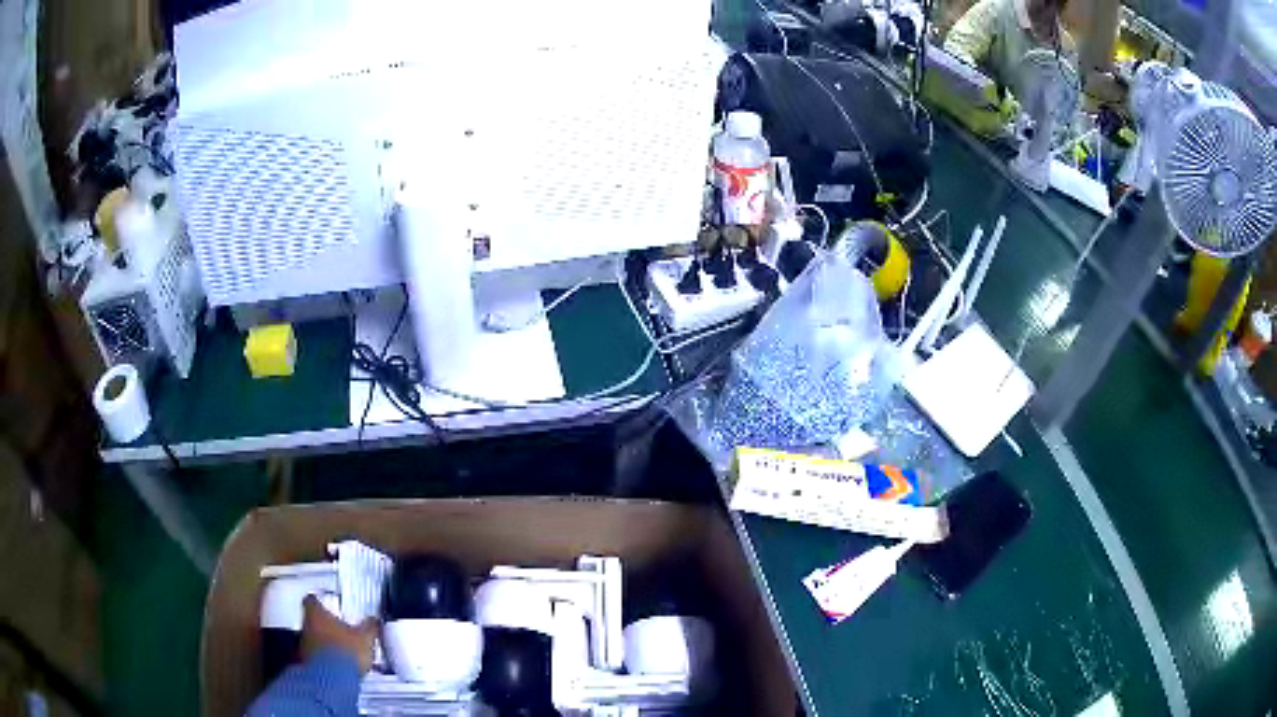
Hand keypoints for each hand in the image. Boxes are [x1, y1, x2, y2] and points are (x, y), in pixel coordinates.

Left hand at [300, 595, 378, 673]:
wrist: (333, 679)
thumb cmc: (345, 652)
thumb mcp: (365, 638)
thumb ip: (369, 627)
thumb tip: (374, 621)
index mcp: (317, 614)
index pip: (312, 600)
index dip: (319, 601)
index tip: (325, 604)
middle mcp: (306, 626)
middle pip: (311, 620)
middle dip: (324, 625)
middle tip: (338, 630)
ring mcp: (304, 645)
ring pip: (312, 638)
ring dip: (324, 643)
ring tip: (341, 651)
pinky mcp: (307, 663)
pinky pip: (315, 656)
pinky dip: (324, 658)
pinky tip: (338, 665)